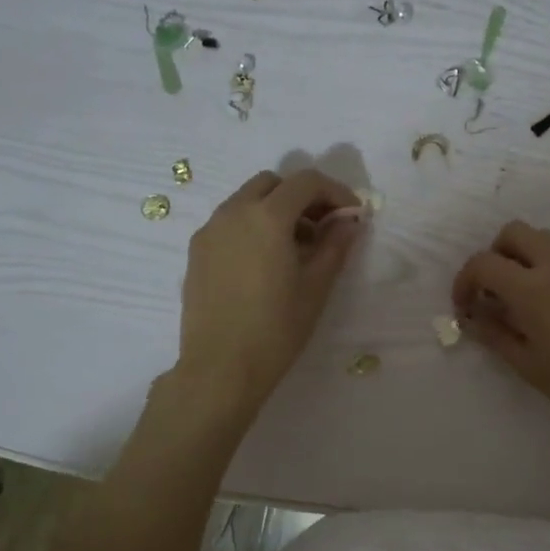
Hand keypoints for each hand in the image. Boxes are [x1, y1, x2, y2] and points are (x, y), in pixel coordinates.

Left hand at [176, 169, 363, 411]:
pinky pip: (229, 222)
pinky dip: (253, 225)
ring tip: (297, 247)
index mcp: (266, 217)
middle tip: (324, 227)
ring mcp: (209, 230)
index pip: (306, 182)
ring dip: (276, 210)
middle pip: (273, 183)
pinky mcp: (197, 251)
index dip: (335, 191)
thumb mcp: (315, 288)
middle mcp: (233, 212)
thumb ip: (335, 246)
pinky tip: (266, 261)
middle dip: (303, 196)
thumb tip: (348, 222)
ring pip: (247, 200)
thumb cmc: (276, 329)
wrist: (220, 368)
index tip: (352, 215)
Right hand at [452, 221, 549, 447]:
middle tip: (495, 292)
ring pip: (546, 239)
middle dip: (495, 256)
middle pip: (514, 232)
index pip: (484, 263)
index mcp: (533, 289)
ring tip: (528, 299)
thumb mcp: (528, 365)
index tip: (466, 306)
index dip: (465, 281)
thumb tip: (472, 316)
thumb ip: (494, 333)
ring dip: (526, 258)